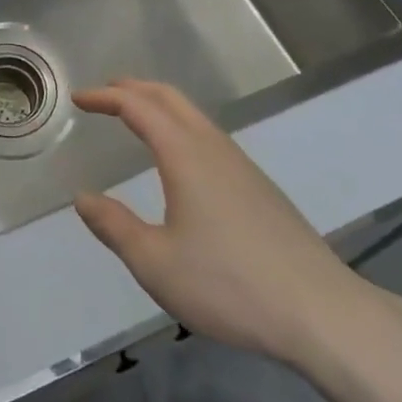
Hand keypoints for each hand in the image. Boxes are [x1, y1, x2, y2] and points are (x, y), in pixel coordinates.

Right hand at [73, 80, 380, 366]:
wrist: (322, 313)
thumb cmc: (230, 285)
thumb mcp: (156, 264)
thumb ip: (115, 227)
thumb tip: (83, 198)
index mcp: (184, 154)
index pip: (137, 106)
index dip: (105, 97)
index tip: (79, 98)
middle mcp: (212, 146)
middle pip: (169, 97)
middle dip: (133, 88)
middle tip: (104, 93)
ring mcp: (241, 164)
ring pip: (192, 114)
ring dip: (158, 104)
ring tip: (135, 117)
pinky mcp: (259, 186)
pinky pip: (208, 135)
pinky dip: (179, 125)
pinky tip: (179, 158)